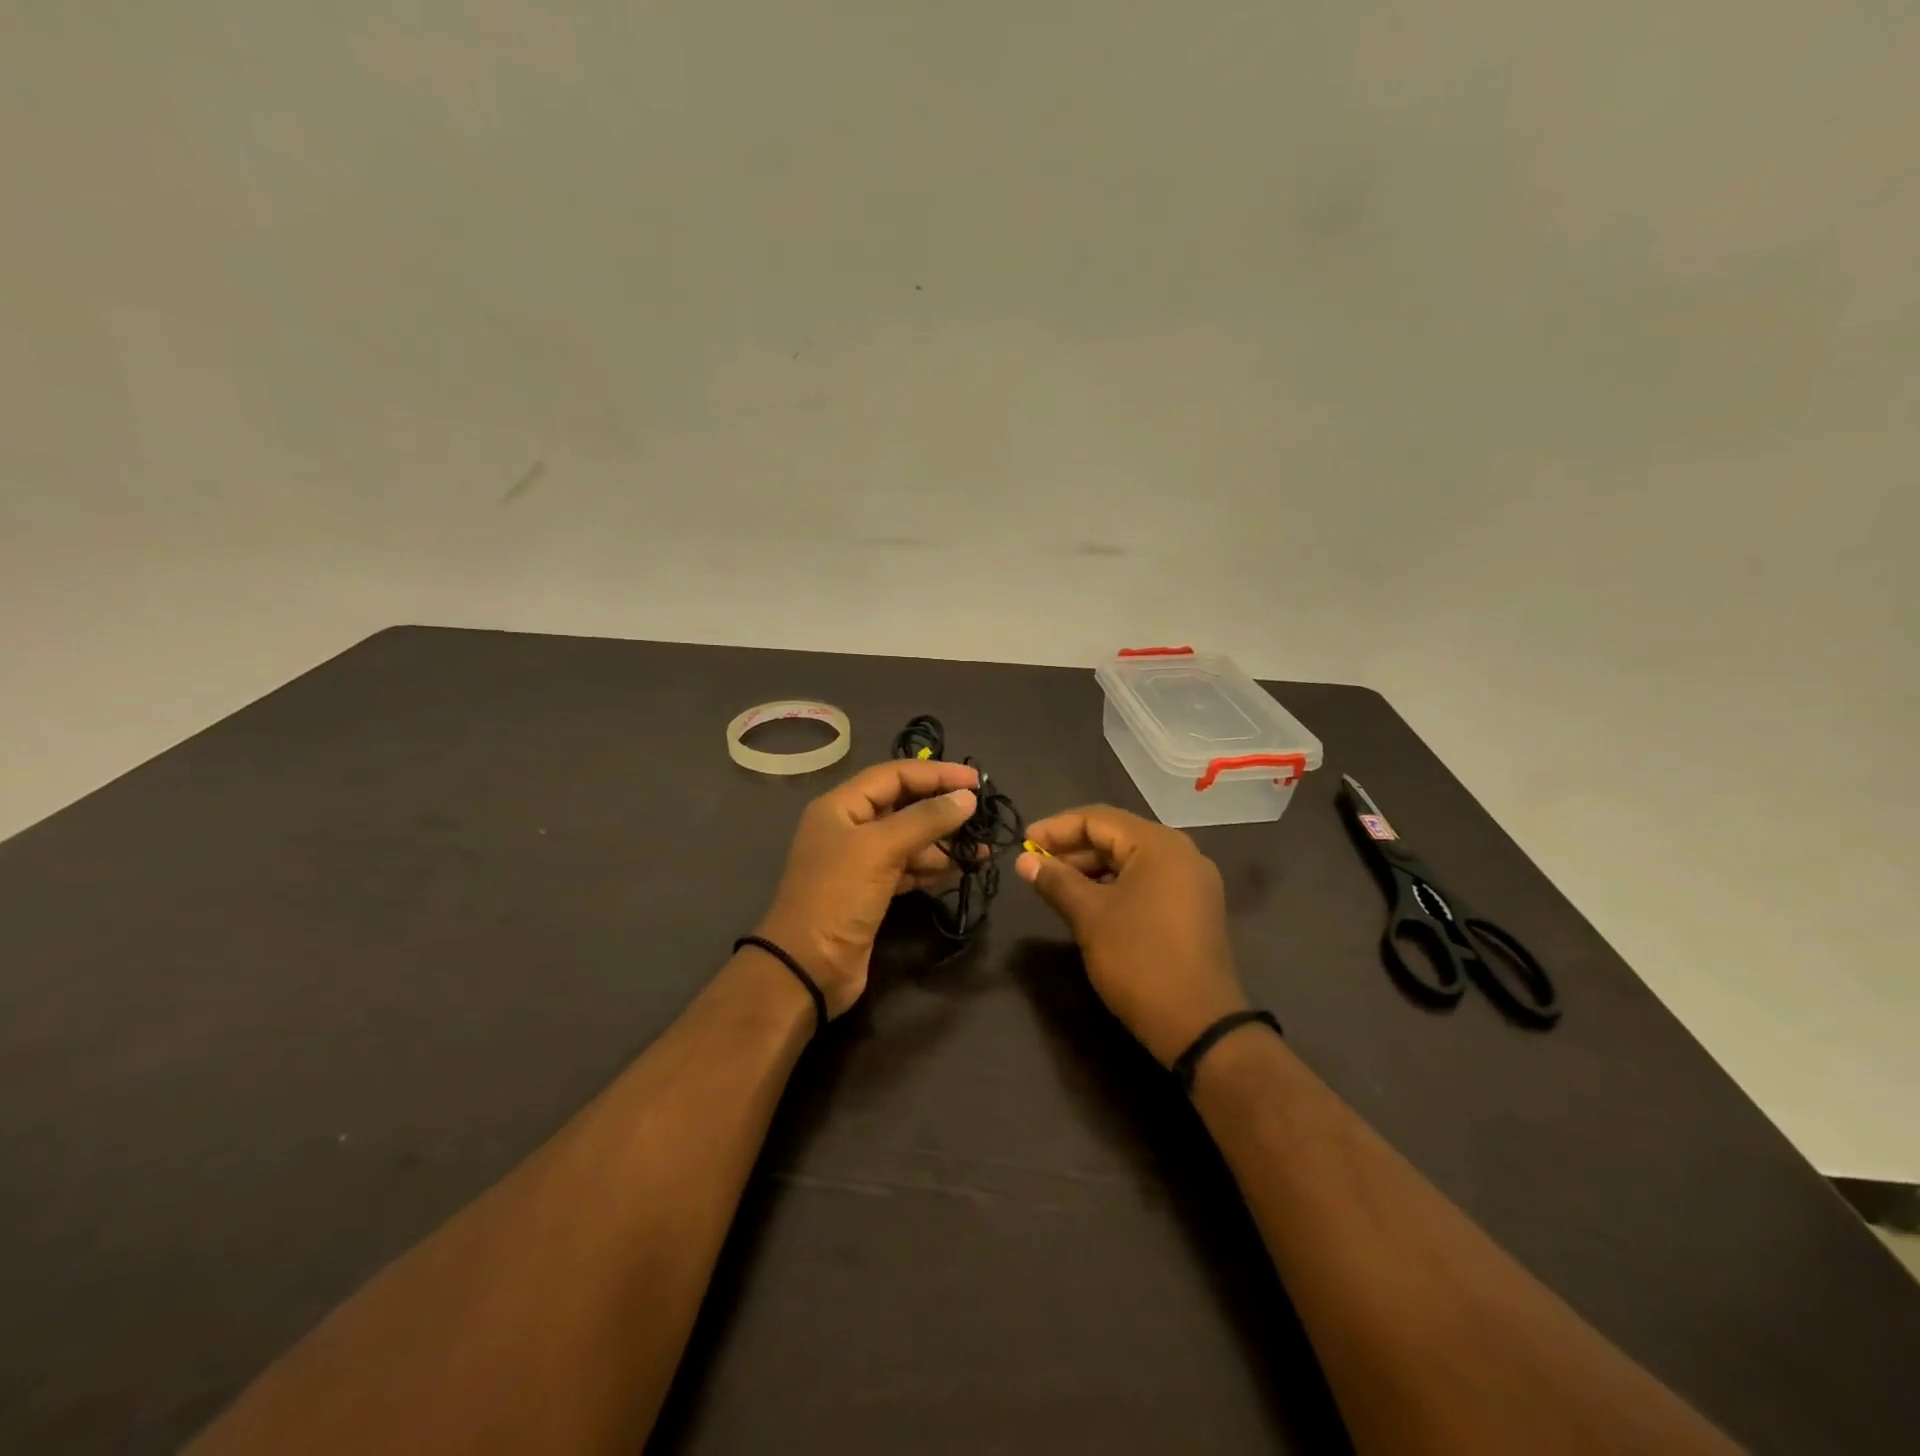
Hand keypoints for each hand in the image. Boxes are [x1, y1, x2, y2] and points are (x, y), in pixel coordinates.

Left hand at [755, 759, 980, 1016]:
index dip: (936, 773)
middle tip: (982, 813)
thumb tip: (966, 798)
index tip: (975, 781)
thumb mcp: (880, 850)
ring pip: (909, 838)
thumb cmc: (838, 897)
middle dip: (941, 807)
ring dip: (943, 841)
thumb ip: (925, 819)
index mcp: (841, 806)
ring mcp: (860, 861)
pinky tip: (959, 868)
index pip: (894, 774)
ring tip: (981, 848)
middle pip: (903, 804)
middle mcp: (849, 827)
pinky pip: (908, 867)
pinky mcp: (871, 891)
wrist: (807, 969)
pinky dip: (932, 866)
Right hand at [1016, 805, 1249, 1065]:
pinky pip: (1147, 881)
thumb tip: (1023, 862)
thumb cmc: (1139, 960)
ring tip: (1055, 885)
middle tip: (1035, 867)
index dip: (1056, 829)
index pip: (1098, 819)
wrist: (1198, 1025)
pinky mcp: (1194, 908)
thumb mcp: (1089, 917)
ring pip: (1131, 860)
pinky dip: (1115, 885)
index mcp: (1159, 845)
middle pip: (1116, 836)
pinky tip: (1089, 903)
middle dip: (1073, 849)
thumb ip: (1055, 881)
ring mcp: (1192, 882)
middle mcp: (1181, 853)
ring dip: (1092, 868)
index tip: (1023, 845)